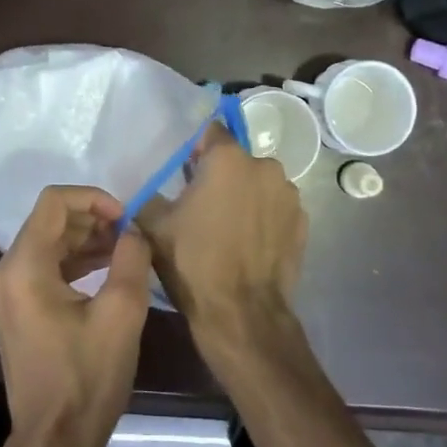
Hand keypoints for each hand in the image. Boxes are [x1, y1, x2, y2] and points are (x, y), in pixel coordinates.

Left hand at [0, 186, 153, 446]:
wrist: (55, 440)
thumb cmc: (87, 377)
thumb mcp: (121, 313)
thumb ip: (130, 258)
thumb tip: (132, 231)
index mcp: (24, 267)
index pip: (54, 202)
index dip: (93, 198)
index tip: (126, 217)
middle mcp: (7, 272)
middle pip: (49, 221)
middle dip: (92, 218)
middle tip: (130, 233)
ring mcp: (8, 293)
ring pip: (48, 243)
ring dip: (86, 239)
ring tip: (125, 250)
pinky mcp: (18, 310)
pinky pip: (45, 268)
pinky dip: (75, 261)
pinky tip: (107, 270)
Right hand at [137, 124, 307, 366]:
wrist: (242, 314)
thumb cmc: (194, 262)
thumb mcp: (154, 227)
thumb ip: (147, 197)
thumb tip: (144, 190)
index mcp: (229, 159)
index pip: (211, 133)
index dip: (195, 150)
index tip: (184, 173)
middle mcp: (265, 167)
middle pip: (237, 160)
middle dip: (221, 176)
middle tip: (201, 206)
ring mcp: (289, 195)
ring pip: (259, 185)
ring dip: (245, 196)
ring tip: (227, 229)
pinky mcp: (303, 223)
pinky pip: (276, 209)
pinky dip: (264, 218)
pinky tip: (248, 244)